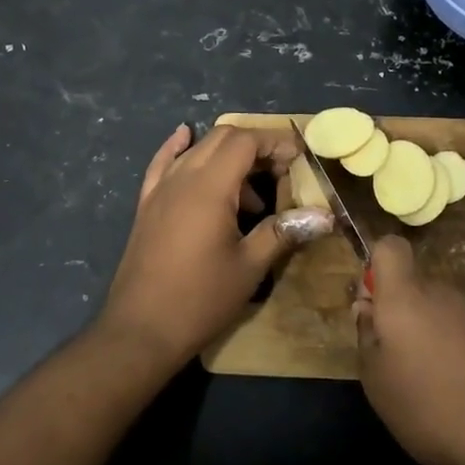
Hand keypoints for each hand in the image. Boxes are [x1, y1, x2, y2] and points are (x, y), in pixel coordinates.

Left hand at [99, 124, 331, 372]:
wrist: (141, 328)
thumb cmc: (200, 299)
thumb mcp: (249, 267)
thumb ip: (283, 232)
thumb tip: (324, 215)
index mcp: (210, 187)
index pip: (245, 142)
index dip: (274, 144)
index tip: (298, 159)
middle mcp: (182, 178)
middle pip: (220, 138)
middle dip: (254, 146)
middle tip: (281, 174)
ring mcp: (160, 189)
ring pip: (196, 150)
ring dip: (226, 156)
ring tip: (251, 195)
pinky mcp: (146, 204)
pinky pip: (163, 163)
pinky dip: (179, 147)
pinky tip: (184, 136)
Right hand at [354, 236, 464, 464]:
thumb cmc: (429, 404)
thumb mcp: (376, 379)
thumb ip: (367, 336)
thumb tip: (368, 309)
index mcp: (405, 297)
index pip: (389, 247)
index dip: (375, 267)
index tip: (372, 307)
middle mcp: (442, 295)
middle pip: (413, 289)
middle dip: (400, 317)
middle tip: (392, 364)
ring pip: (438, 317)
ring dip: (427, 343)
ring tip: (425, 394)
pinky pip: (463, 340)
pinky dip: (454, 362)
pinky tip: (456, 404)